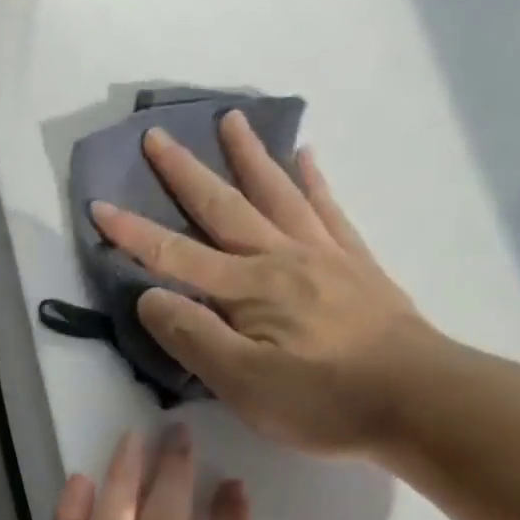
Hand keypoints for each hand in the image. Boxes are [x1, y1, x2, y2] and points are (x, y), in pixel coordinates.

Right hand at [89, 111, 441, 456]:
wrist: (420, 398)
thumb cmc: (322, 399)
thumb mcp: (241, 382)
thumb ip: (192, 336)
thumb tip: (150, 296)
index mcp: (247, 289)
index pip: (175, 256)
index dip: (133, 234)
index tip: (98, 206)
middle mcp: (280, 258)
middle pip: (224, 207)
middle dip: (185, 173)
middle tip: (158, 134)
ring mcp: (323, 256)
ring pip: (276, 195)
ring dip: (249, 157)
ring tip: (231, 120)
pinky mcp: (356, 266)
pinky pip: (328, 211)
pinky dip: (312, 181)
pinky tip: (306, 157)